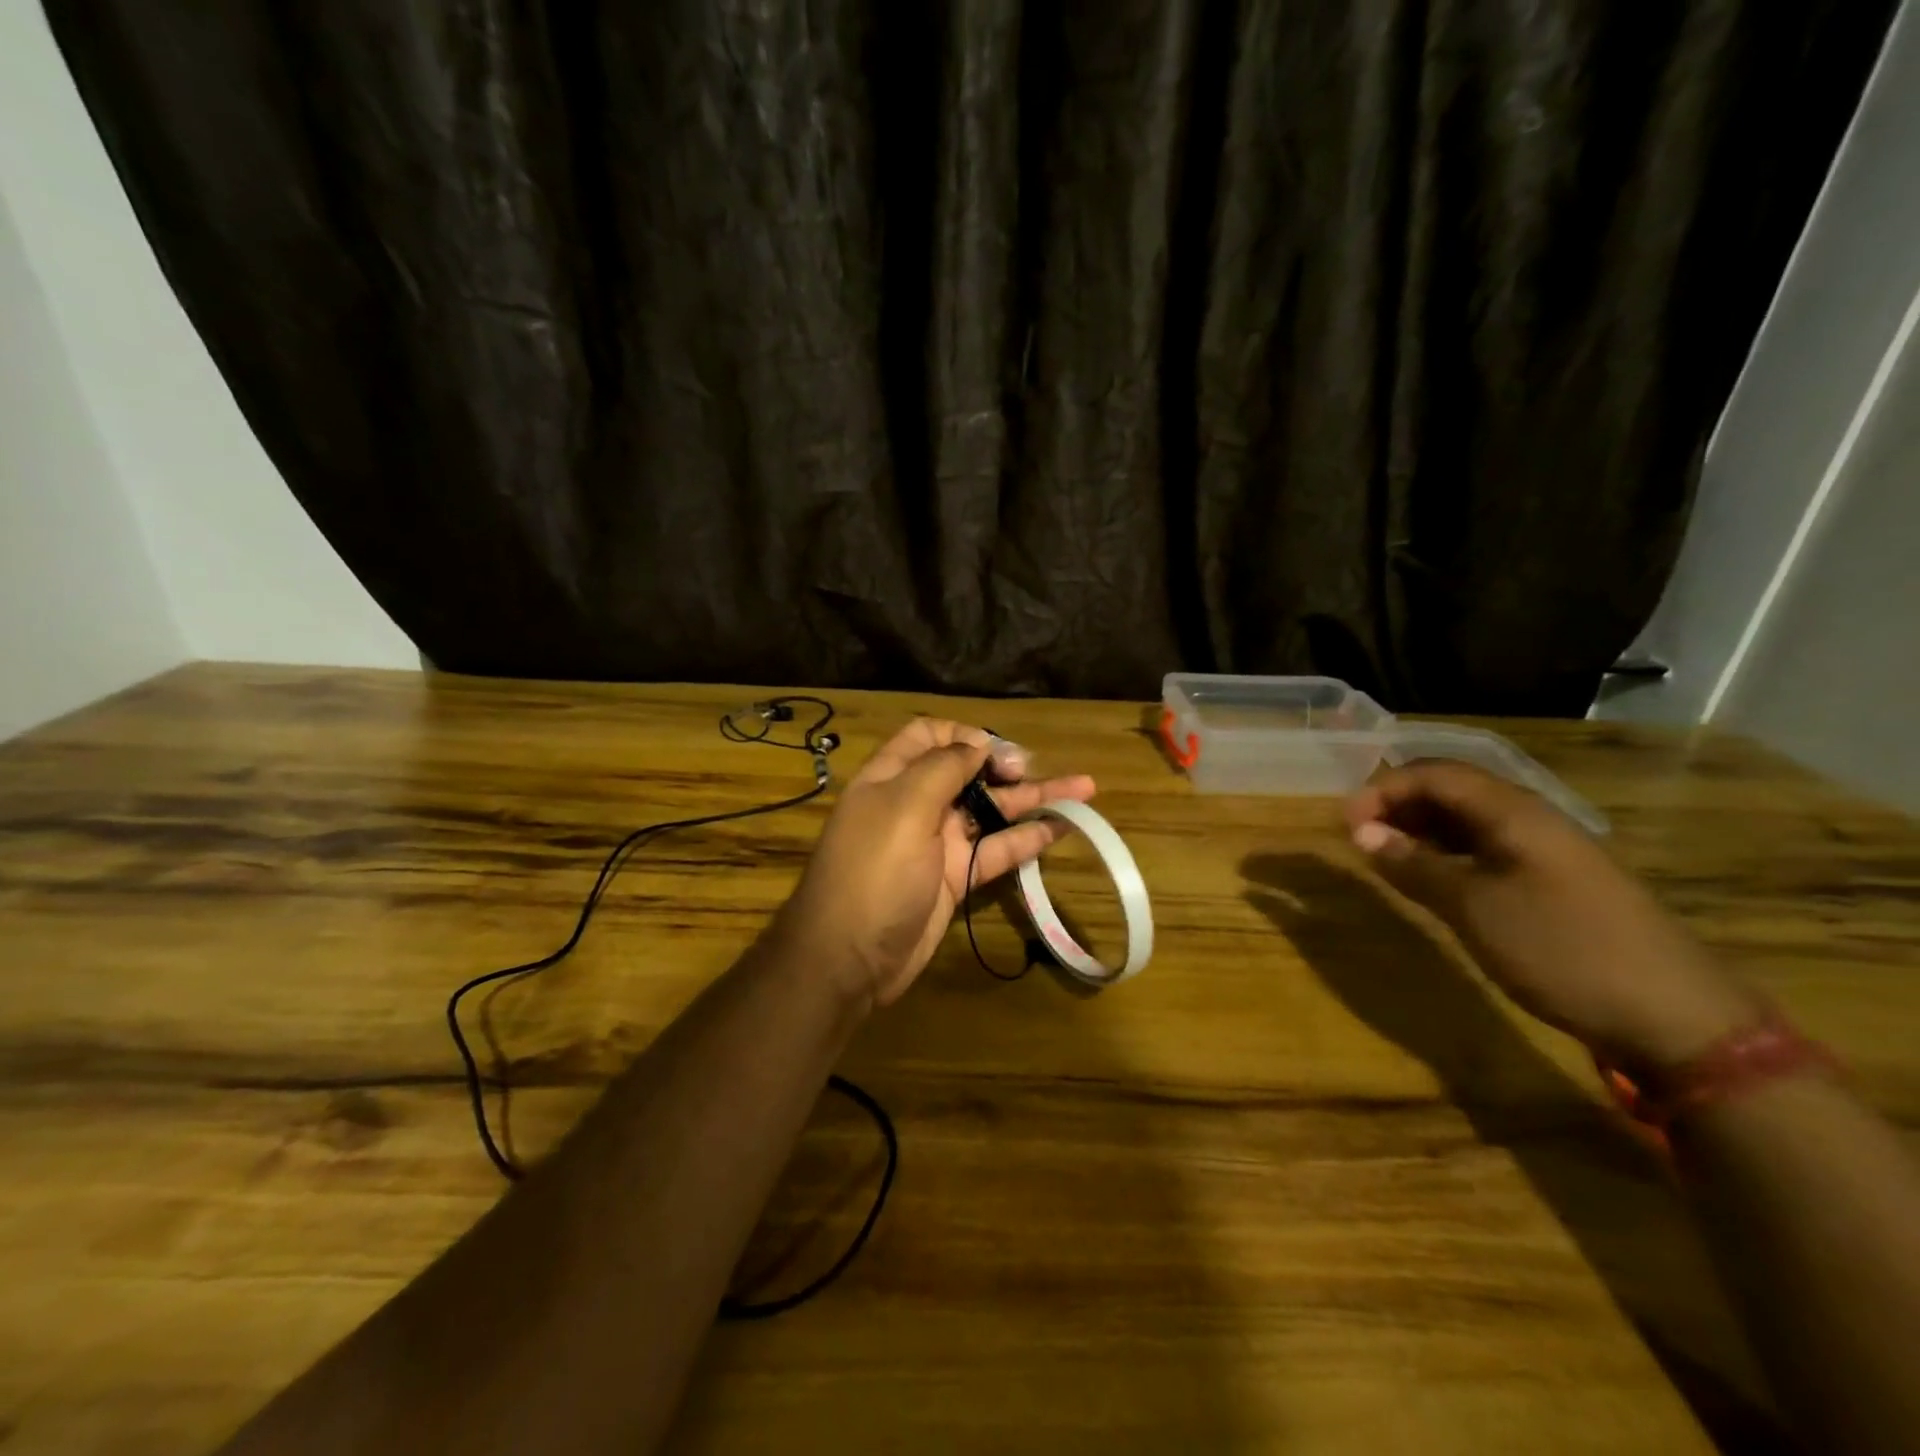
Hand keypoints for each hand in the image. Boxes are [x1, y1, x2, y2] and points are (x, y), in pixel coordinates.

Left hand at [783, 719, 1095, 1006]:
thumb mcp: (903, 807)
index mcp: (892, 777)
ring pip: (989, 812)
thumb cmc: (873, 871)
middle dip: (1005, 766)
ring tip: (1083, 790)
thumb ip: (943, 768)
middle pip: (967, 772)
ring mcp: (937, 843)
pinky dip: (1026, 839)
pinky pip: (996, 851)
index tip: (998, 752)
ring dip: (1031, 799)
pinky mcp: (955, 878)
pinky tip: (1062, 829)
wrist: (849, 959)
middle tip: (1038, 772)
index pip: (929, 736)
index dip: (965, 735)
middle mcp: (916, 803)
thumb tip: (979, 742)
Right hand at [1346, 762, 1755, 1071]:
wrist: (1676, 1019)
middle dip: (1398, 805)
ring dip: (1419, 831)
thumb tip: (1362, 833)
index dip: (1383, 789)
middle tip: (1358, 837)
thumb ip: (1414, 866)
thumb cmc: (1563, 949)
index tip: (1345, 823)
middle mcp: (1530, 820)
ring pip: (1468, 822)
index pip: (1435, 774)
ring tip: (1382, 856)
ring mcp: (1545, 853)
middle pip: (1452, 791)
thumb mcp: (1475, 908)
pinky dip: (1446, 855)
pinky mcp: (1553, 884)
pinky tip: (1429, 879)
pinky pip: (1486, 851)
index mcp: (1514, 812)